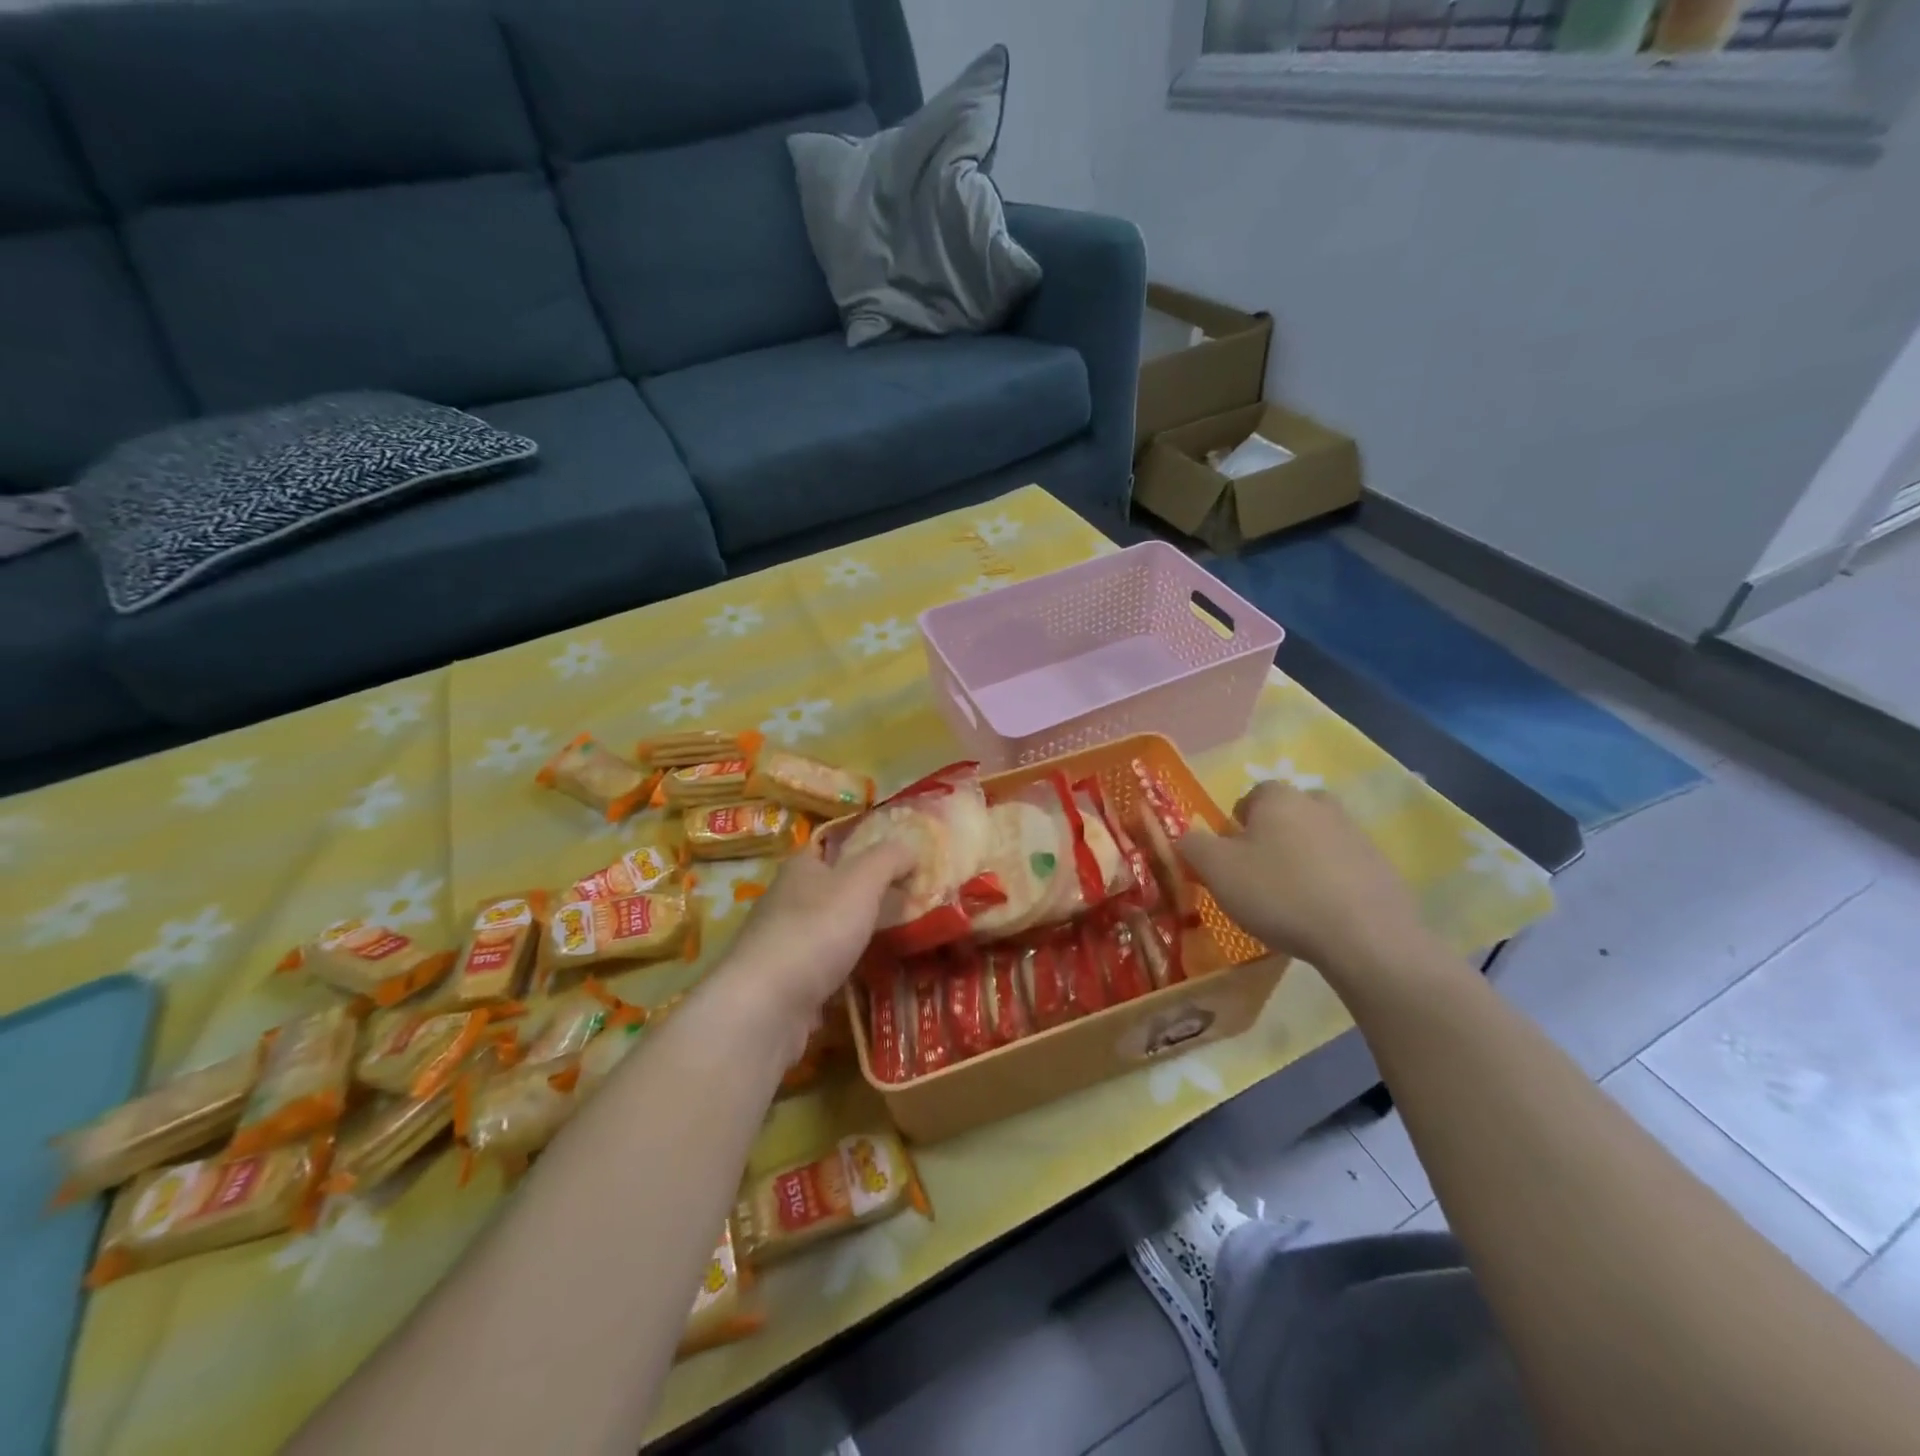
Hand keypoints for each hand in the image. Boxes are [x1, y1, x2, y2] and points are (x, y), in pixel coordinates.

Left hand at [713, 838, 917, 1042]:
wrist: (766, 1006)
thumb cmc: (816, 930)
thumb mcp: (861, 882)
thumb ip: (888, 859)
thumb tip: (910, 848)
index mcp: (800, 868)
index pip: (830, 847)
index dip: (862, 850)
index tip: (897, 863)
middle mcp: (785, 900)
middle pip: (830, 890)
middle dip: (863, 896)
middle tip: (907, 904)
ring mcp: (782, 944)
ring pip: (826, 931)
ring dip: (854, 936)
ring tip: (896, 943)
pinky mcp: (784, 983)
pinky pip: (822, 969)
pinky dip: (844, 972)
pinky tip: (868, 979)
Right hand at [1178, 781, 1428, 980]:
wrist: (1366, 937)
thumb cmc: (1280, 893)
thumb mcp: (1217, 870)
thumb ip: (1192, 845)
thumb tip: (1186, 836)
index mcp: (1278, 798)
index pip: (1250, 797)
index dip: (1235, 827)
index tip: (1230, 860)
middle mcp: (1319, 804)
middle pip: (1286, 815)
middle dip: (1271, 838)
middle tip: (1259, 876)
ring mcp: (1356, 834)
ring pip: (1316, 840)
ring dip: (1302, 860)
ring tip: (1291, 901)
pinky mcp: (1381, 867)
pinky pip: (1343, 868)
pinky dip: (1330, 883)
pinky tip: (1322, 915)